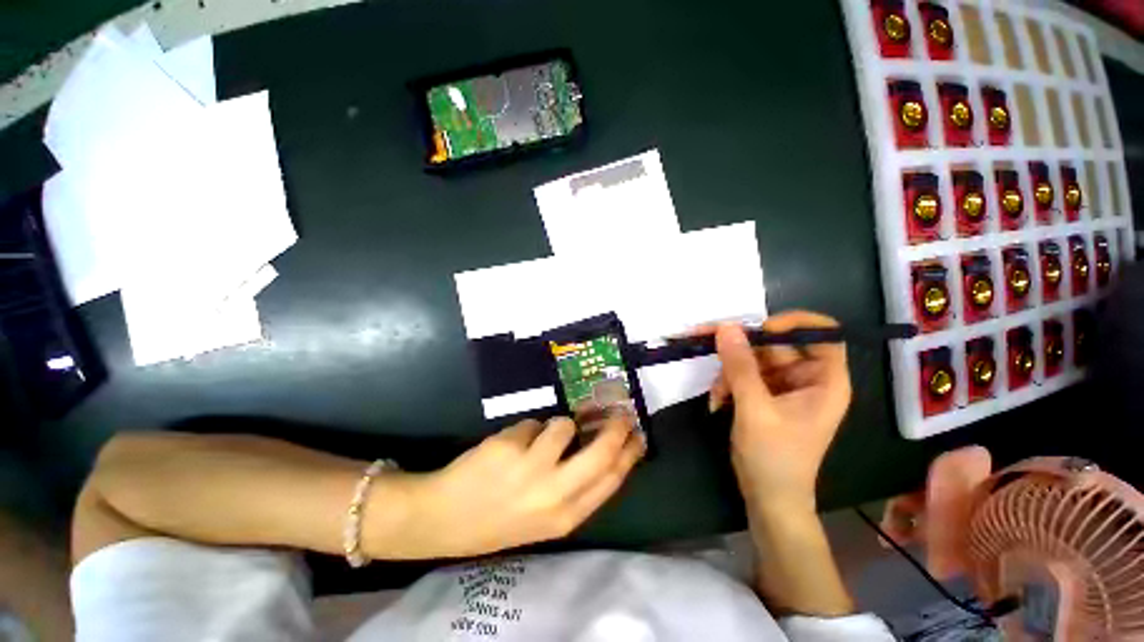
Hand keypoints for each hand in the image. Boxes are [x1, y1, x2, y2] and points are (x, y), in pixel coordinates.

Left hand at [373, 414, 644, 558]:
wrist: (444, 520)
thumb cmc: (500, 518)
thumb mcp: (546, 516)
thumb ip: (575, 485)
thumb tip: (599, 446)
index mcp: (566, 516)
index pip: (612, 479)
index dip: (630, 454)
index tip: (638, 435)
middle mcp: (554, 494)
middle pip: (601, 452)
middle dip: (616, 428)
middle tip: (620, 413)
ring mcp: (531, 469)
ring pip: (563, 425)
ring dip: (555, 426)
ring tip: (537, 440)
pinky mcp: (510, 447)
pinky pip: (534, 423)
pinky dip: (528, 430)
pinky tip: (509, 447)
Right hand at [709, 311, 851, 515]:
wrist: (767, 497)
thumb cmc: (774, 458)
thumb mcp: (755, 409)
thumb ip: (740, 367)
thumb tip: (726, 327)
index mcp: (823, 380)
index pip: (822, 334)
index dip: (793, 323)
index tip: (759, 328)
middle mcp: (806, 377)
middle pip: (775, 344)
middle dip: (741, 349)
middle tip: (706, 342)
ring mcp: (783, 386)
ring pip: (753, 358)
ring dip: (729, 371)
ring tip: (717, 394)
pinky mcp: (763, 394)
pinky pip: (742, 373)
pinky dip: (727, 382)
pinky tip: (717, 400)